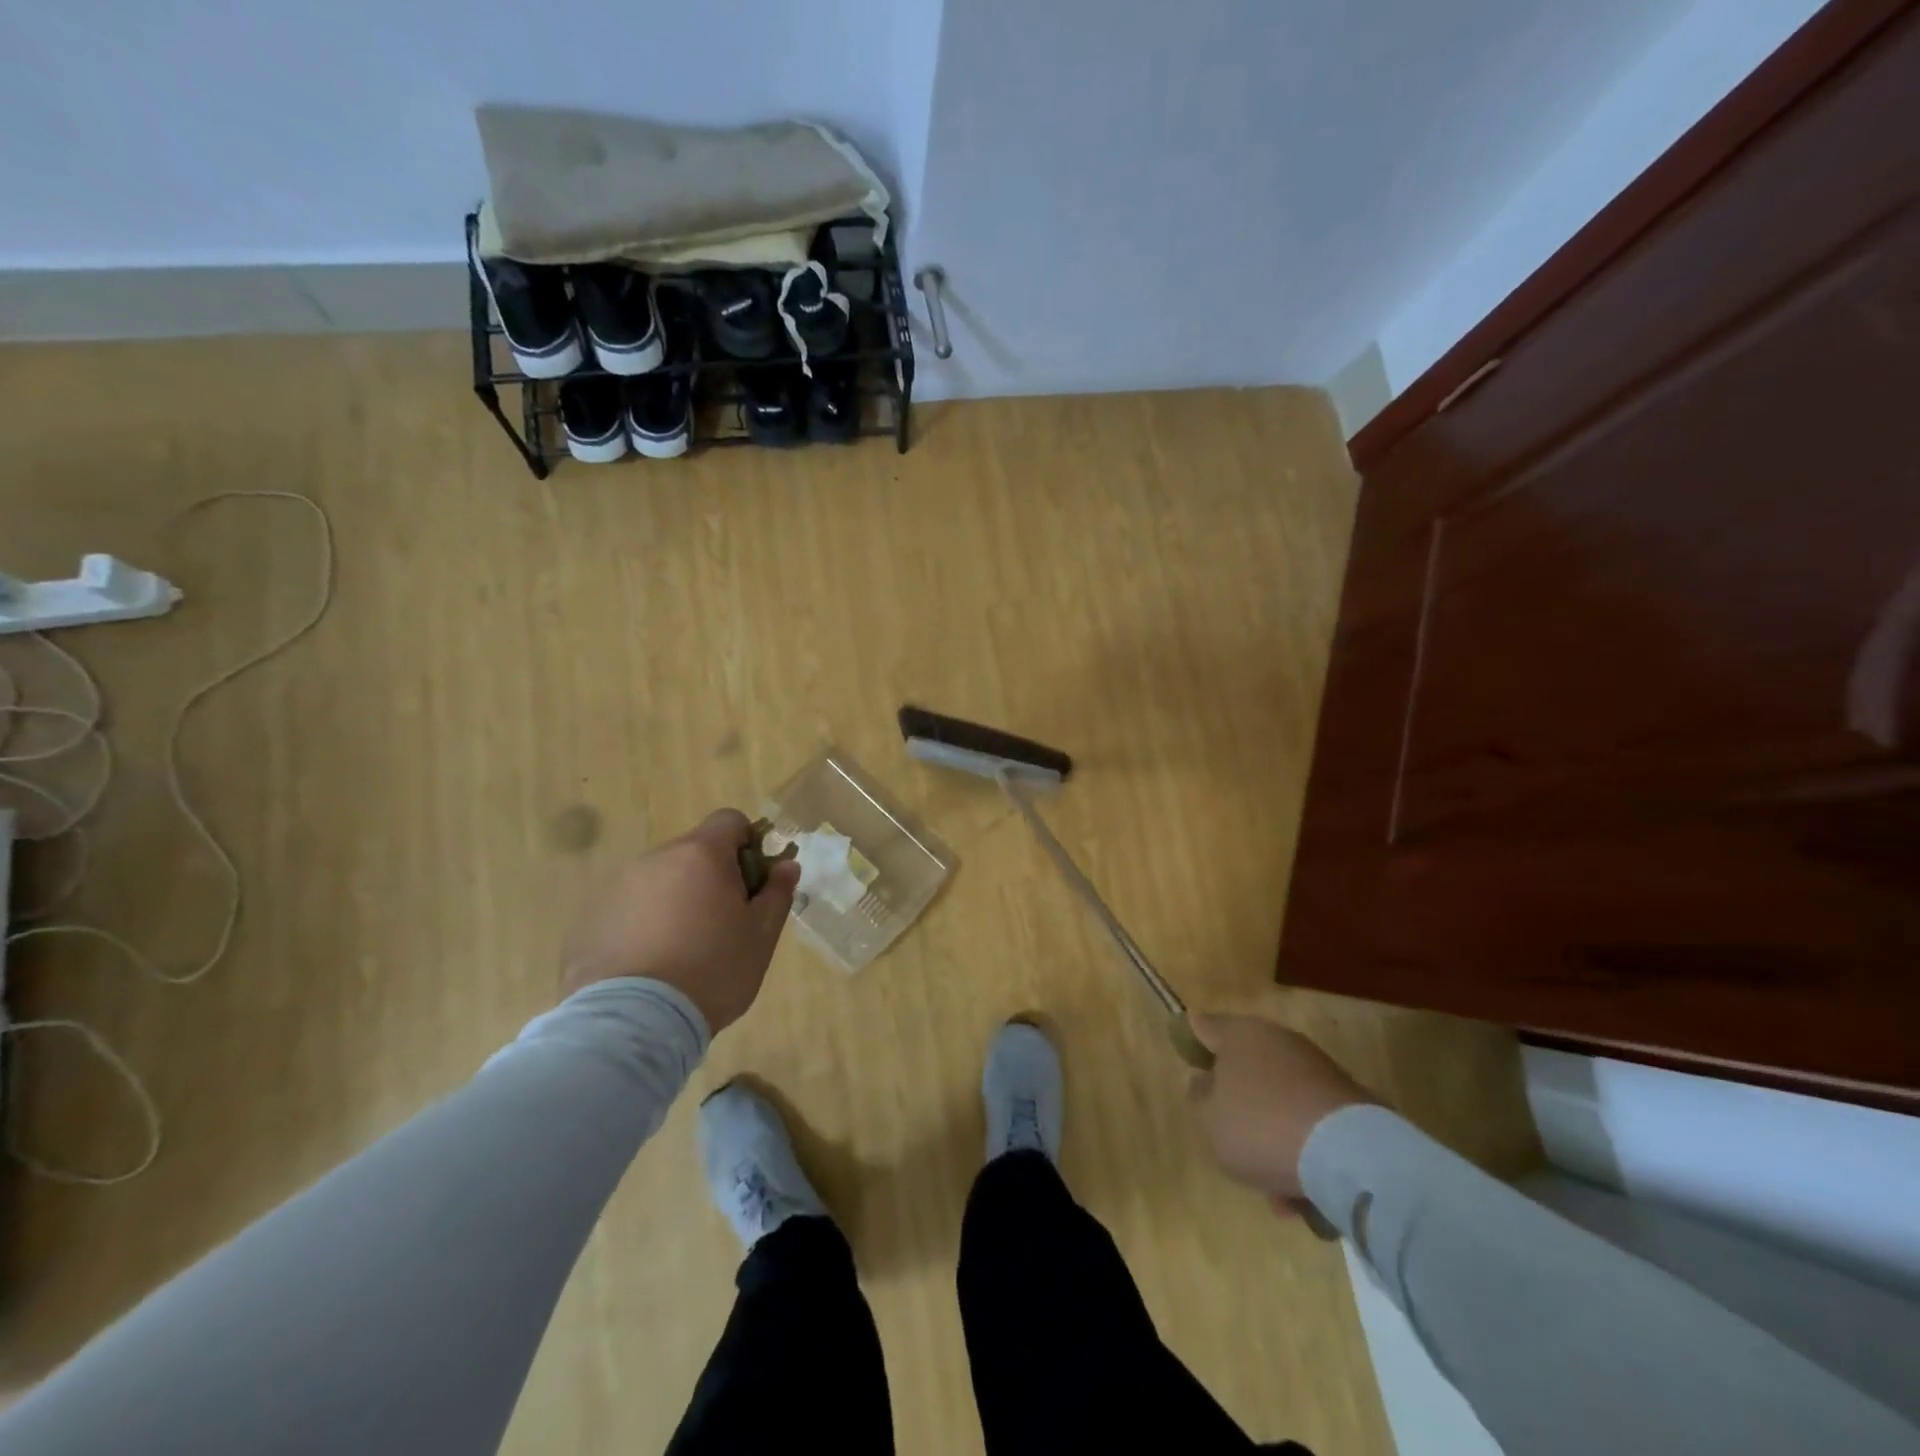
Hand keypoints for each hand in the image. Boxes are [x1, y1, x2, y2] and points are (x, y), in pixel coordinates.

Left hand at [559, 808, 800, 1033]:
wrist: (633, 1022)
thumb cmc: (712, 971)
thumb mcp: (761, 936)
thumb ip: (777, 893)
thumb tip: (786, 865)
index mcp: (701, 855)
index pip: (729, 820)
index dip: (747, 843)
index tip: (751, 882)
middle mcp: (656, 859)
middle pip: (693, 852)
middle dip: (711, 877)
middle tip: (721, 925)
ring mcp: (617, 887)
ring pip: (660, 880)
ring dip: (675, 900)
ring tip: (681, 951)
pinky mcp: (590, 919)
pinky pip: (629, 909)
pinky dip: (643, 924)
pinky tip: (649, 966)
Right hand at [1187, 1014, 1376, 1201]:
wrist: (1347, 1153)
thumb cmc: (1261, 1126)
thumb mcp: (1210, 1119)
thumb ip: (1201, 1096)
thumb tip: (1207, 1080)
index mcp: (1238, 1034)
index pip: (1203, 1027)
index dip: (1192, 1044)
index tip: (1189, 1067)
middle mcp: (1276, 1039)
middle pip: (1245, 1066)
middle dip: (1238, 1102)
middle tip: (1230, 1139)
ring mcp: (1315, 1067)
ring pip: (1278, 1100)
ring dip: (1272, 1134)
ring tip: (1274, 1190)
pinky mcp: (1347, 1098)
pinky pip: (1308, 1121)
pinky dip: (1301, 1149)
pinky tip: (1301, 1193)